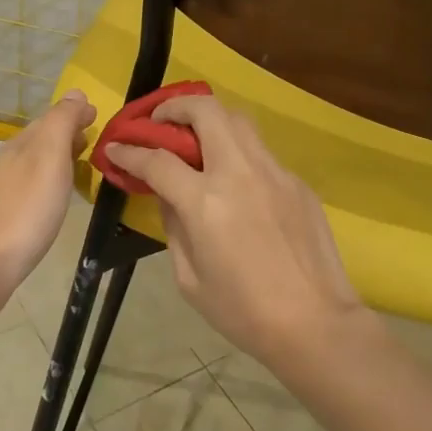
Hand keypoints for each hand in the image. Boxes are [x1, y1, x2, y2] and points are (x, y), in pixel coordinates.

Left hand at [0, 90, 96, 293]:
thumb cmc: (25, 209)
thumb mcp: (50, 156)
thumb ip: (62, 122)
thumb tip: (75, 93)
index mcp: (21, 144)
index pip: (50, 119)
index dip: (73, 116)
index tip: (96, 117)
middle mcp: (5, 162)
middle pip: (39, 141)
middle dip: (65, 136)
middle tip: (91, 141)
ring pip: (31, 166)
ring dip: (55, 162)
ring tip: (78, 170)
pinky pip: (25, 190)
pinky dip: (43, 185)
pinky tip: (49, 202)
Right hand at [104, 94, 368, 362]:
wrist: (315, 323)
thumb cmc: (243, 311)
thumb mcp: (189, 278)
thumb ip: (173, 226)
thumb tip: (167, 195)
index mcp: (206, 202)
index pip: (158, 160)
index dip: (130, 150)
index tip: (116, 146)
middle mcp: (240, 173)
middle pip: (206, 111)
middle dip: (175, 107)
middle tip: (160, 122)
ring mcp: (274, 172)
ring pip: (239, 120)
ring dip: (211, 120)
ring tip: (196, 139)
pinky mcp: (297, 182)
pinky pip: (261, 153)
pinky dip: (239, 153)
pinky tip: (236, 181)